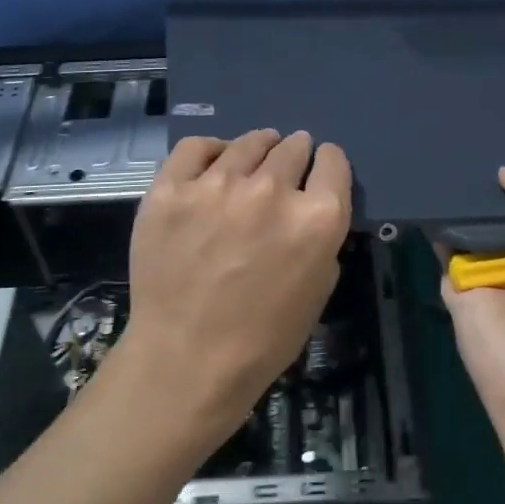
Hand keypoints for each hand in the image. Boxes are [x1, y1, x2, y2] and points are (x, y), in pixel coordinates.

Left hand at [113, 129, 352, 449]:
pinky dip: (210, 150)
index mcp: (317, 218)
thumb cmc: (263, 338)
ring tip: (252, 158)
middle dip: (295, 154)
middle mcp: (272, 190)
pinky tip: (212, 162)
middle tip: (285, 167)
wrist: (186, 361)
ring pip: (248, 142)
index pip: (333, 161)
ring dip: (257, 148)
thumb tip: (312, 206)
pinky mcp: (171, 189)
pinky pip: (195, 147)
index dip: (327, 164)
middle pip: (293, 147)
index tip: (319, 169)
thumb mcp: (319, 289)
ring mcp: (217, 185)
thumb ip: (323, 238)